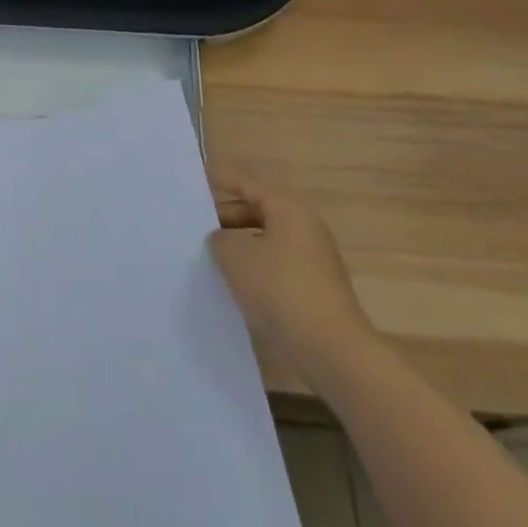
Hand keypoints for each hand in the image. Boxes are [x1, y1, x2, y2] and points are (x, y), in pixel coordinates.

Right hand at [208, 172, 376, 380]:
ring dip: (240, 246)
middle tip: (196, 225)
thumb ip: (220, 240)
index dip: (224, 180)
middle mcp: (305, 229)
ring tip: (208, 256)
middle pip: (259, 212)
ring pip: (267, 242)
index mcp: (289, 210)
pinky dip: (254, 269)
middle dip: (227, 218)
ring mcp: (313, 261)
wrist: (331, 349)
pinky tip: (233, 284)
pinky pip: (276, 267)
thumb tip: (222, 240)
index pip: (249, 185)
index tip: (200, 178)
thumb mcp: (235, 256)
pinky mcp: (314, 290)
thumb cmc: (280, 289)